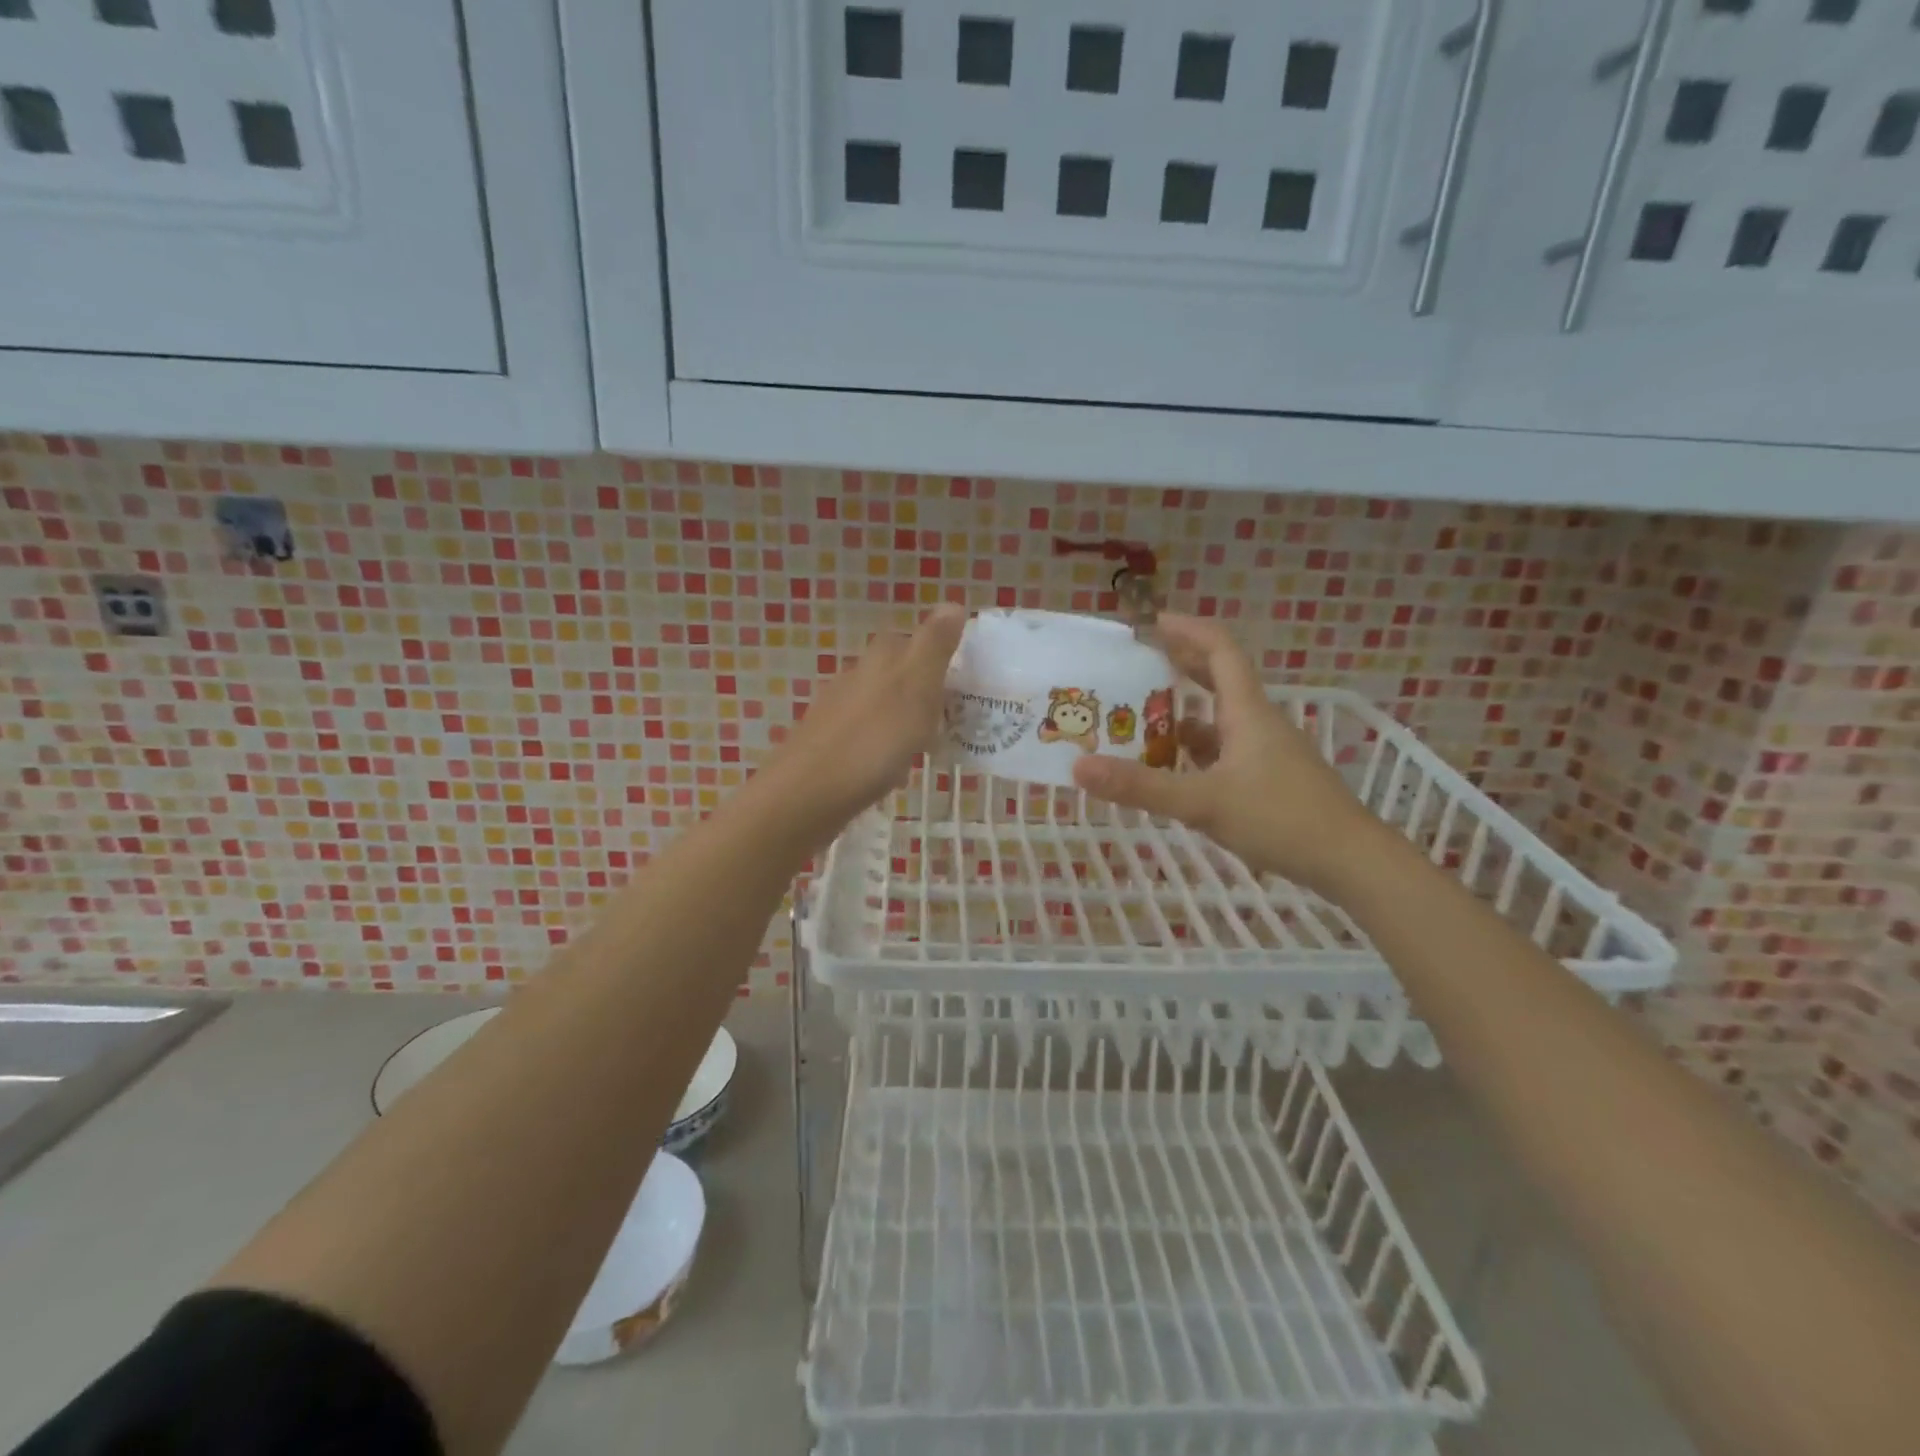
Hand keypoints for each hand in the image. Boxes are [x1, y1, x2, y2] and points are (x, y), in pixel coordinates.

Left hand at [759, 604, 967, 842]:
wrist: (809, 792)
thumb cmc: (874, 738)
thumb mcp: (916, 686)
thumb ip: (935, 645)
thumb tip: (953, 602)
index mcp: (881, 658)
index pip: (914, 639)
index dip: (939, 656)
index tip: (963, 682)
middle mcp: (856, 675)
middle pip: (898, 673)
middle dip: (924, 692)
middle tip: (952, 719)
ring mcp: (839, 710)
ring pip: (883, 705)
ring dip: (906, 721)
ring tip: (929, 747)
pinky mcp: (829, 743)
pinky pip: (869, 737)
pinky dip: (886, 747)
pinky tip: (894, 771)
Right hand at [1071, 614, 1385, 899]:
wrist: (1352, 861)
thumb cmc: (1281, 819)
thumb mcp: (1203, 802)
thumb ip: (1141, 786)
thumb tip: (1078, 767)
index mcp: (1246, 710)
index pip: (1218, 648)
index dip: (1185, 628)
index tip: (1149, 622)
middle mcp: (1257, 721)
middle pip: (1218, 677)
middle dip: (1178, 666)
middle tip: (1135, 666)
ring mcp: (1267, 751)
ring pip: (1219, 718)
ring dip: (1182, 713)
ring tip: (1139, 721)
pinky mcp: (1270, 778)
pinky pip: (1224, 750)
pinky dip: (1195, 750)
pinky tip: (1173, 770)